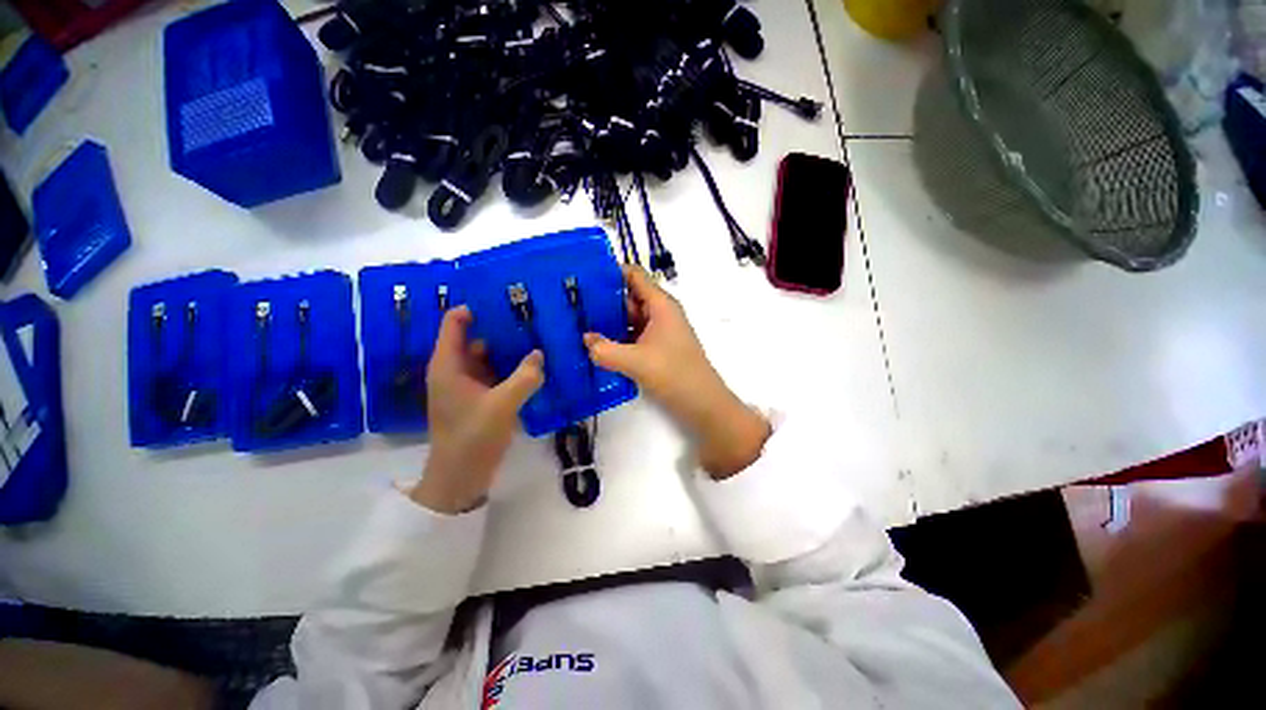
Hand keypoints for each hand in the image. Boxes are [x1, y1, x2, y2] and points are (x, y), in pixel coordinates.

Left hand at [411, 306, 543, 513]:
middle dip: (500, 326)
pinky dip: (513, 367)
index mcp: (449, 365)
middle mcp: (456, 369)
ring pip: (489, 356)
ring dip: (510, 348)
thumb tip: (540, 353)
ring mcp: (469, 384)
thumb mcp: (501, 405)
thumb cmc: (472, 438)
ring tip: (537, 335)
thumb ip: (524, 377)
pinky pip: (497, 373)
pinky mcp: (481, 398)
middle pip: (476, 336)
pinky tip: (535, 364)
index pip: (456, 322)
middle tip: (530, 315)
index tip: (504, 297)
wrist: (461, 477)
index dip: (476, 307)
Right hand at [584, 266, 770, 477]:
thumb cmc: (675, 374)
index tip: (582, 278)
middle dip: (602, 300)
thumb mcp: (636, 362)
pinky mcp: (656, 348)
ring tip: (578, 325)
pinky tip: (596, 346)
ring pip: (629, 318)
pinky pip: (632, 336)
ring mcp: (659, 331)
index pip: (634, 275)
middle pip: (628, 297)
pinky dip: (616, 338)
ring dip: (608, 322)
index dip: (609, 273)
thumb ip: (605, 350)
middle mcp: (660, 313)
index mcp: (660, 305)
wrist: (703, 404)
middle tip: (573, 306)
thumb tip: (584, 340)